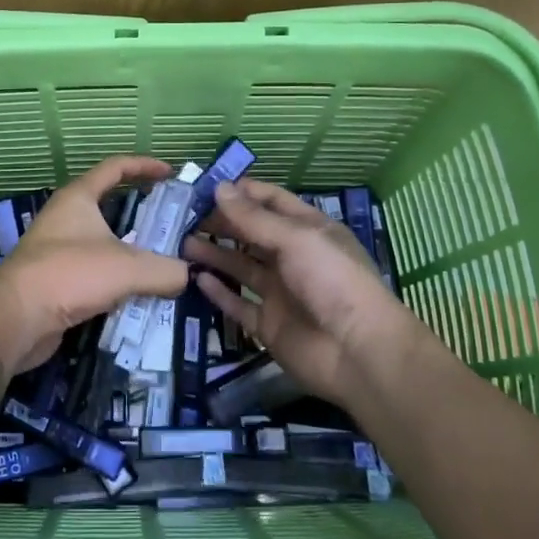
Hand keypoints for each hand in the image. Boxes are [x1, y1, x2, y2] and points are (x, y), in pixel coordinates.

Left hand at [0, 155, 189, 373]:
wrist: (15, 320)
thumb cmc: (69, 275)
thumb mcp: (127, 268)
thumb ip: (165, 270)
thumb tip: (186, 275)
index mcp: (78, 198)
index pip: (115, 168)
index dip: (145, 166)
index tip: (171, 174)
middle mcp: (66, 219)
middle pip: (110, 207)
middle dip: (142, 216)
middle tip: (173, 227)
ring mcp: (58, 251)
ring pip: (104, 244)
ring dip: (132, 253)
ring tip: (164, 265)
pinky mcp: (56, 283)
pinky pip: (95, 275)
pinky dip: (117, 282)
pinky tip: (139, 296)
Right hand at [185, 180, 437, 406]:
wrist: (357, 352)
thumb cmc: (333, 281)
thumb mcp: (296, 239)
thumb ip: (254, 218)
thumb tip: (219, 187)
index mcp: (308, 231)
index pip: (272, 201)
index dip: (242, 192)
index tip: (205, 187)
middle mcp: (293, 258)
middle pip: (252, 233)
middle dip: (222, 222)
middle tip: (184, 217)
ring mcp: (280, 292)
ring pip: (241, 267)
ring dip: (214, 254)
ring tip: (181, 244)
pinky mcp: (268, 324)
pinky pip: (238, 304)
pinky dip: (218, 292)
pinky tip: (196, 278)